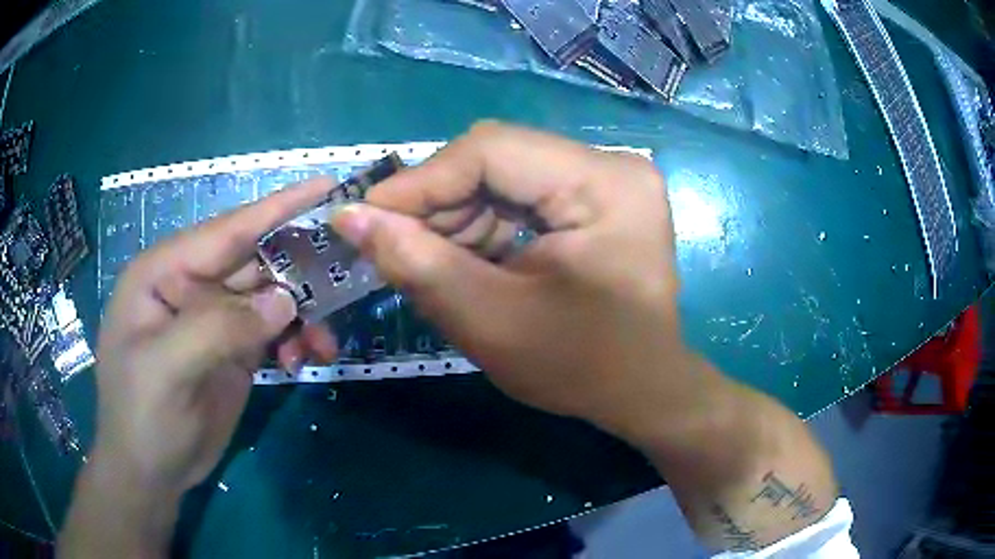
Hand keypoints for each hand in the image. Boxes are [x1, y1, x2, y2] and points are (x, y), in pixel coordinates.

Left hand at [92, 177, 337, 494]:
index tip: (328, 185)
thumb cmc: (141, 417)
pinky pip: (274, 331)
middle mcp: (191, 286)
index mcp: (165, 272)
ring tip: (322, 346)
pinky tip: (300, 362)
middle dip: (301, 272)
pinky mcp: (232, 349)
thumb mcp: (167, 370)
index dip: (278, 207)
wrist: (151, 472)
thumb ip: (219, 327)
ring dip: (303, 316)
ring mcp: (213, 318)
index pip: (227, 230)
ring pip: (271, 298)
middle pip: (256, 262)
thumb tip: (284, 300)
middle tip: (348, 279)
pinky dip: (294, 341)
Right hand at [331, 122, 693, 440]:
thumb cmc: (581, 369)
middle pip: (499, 157)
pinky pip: (524, 192)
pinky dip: (486, 222)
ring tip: (435, 261)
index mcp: (605, 185)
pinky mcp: (599, 196)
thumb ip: (415, 262)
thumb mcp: (490, 322)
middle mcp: (613, 166)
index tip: (365, 217)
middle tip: (398, 246)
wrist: (642, 390)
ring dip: (459, 214)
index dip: (421, 181)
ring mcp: (609, 178)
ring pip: (505, 174)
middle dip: (440, 202)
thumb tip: (348, 216)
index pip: (492, 149)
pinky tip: (469, 258)